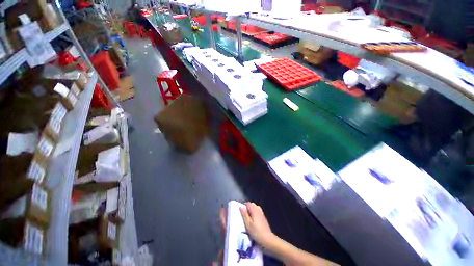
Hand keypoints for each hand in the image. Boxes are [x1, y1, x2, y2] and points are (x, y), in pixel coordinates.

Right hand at [240, 202, 275, 247]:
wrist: (267, 239)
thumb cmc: (256, 232)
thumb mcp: (248, 224)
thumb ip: (244, 214)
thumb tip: (241, 207)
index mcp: (254, 210)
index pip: (249, 203)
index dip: (244, 205)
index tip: (241, 210)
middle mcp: (258, 210)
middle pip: (252, 204)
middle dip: (248, 207)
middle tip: (244, 214)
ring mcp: (262, 214)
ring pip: (256, 208)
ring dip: (252, 210)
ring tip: (248, 217)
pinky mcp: (264, 218)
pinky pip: (258, 212)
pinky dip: (255, 213)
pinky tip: (253, 220)